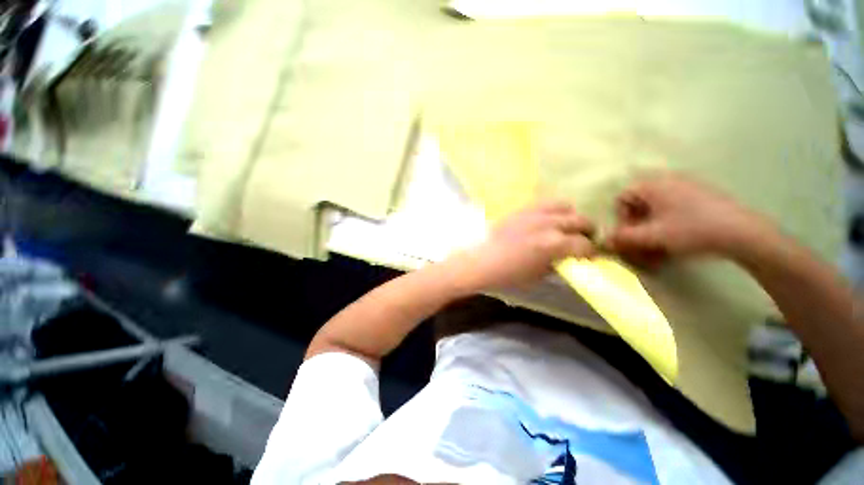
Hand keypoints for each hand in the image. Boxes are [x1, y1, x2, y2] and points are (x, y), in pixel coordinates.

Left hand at [457, 202, 595, 290]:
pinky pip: (544, 203)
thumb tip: (569, 257)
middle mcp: (548, 224)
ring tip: (565, 226)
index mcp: (553, 244)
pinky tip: (547, 220)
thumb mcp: (539, 274)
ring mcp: (534, 213)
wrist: (482, 261)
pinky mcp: (522, 209)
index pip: (584, 245)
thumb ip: (559, 262)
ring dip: (570, 217)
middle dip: (587, 231)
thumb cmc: (509, 274)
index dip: (591, 252)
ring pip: (565, 206)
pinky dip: (552, 210)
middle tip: (583, 240)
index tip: (590, 256)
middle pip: (580, 220)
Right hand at [606, 174, 770, 264]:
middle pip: (639, 204)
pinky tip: (676, 242)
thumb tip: (603, 240)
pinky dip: (668, 225)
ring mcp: (687, 188)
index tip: (629, 234)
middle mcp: (668, 181)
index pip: (623, 197)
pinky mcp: (701, 197)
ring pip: (657, 209)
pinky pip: (674, 210)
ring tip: (659, 249)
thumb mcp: (652, 236)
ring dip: (652, 229)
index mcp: (654, 185)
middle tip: (642, 244)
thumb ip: (623, 238)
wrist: (743, 233)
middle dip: (637, 226)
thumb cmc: (692, 230)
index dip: (621, 217)